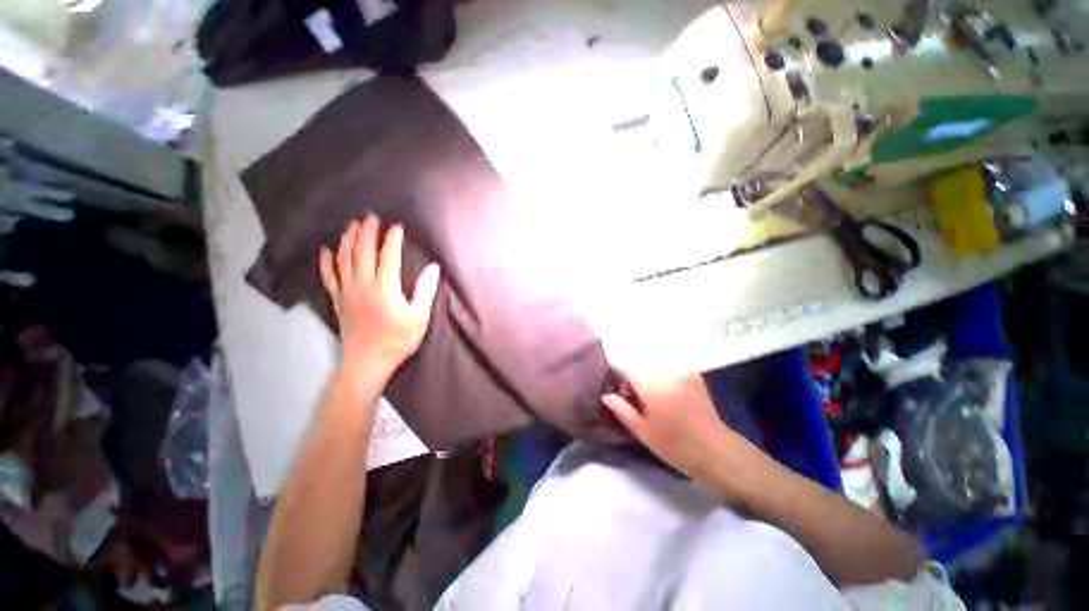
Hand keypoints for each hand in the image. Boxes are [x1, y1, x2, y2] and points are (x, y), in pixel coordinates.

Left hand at [319, 215, 440, 374]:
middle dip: (366, 232)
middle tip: (370, 216)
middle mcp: (362, 285)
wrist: (367, 362)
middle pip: (361, 252)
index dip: (391, 239)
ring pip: (343, 259)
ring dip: (347, 240)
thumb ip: (425, 291)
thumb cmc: (398, 340)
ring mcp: (346, 292)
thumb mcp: (419, 318)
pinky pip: (328, 276)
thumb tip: (433, 267)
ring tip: (351, 225)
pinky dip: (326, 262)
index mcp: (385, 288)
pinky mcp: (338, 300)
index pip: (387, 256)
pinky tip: (326, 250)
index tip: (396, 226)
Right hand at [602, 372, 729, 477]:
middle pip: (640, 364)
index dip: (618, 377)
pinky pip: (668, 369)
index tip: (619, 392)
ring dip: (646, 377)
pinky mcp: (693, 376)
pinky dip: (660, 377)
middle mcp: (667, 372)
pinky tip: (664, 395)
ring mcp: (682, 372)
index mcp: (653, 385)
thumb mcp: (644, 432)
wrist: (718, 453)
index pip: (626, 367)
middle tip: (633, 399)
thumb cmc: (677, 447)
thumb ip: (622, 410)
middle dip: (632, 377)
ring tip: (649, 399)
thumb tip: (607, 395)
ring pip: (653, 366)